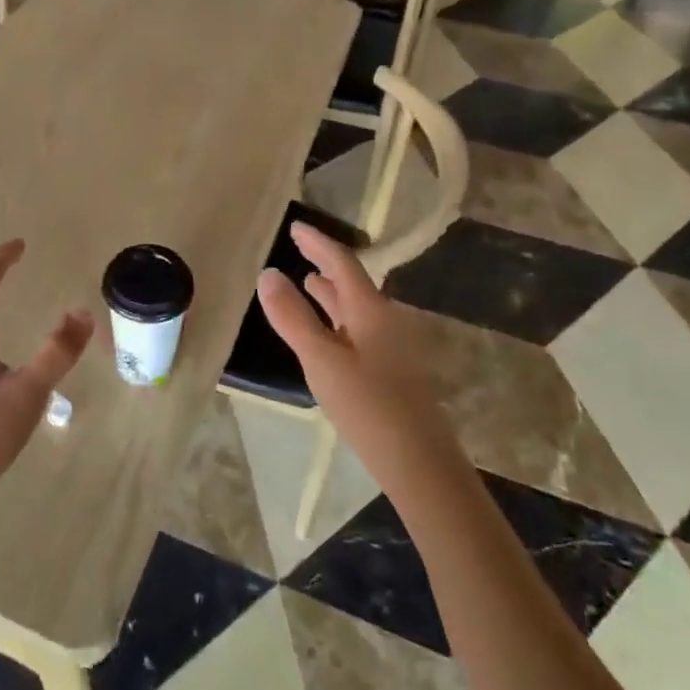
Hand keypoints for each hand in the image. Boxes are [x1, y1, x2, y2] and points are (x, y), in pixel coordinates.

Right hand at [256, 223, 459, 493]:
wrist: (420, 463)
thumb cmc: (368, 406)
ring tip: (308, 283)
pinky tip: (327, 333)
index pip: (341, 263)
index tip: (295, 226)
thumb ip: (293, 317)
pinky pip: (359, 328)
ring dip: (331, 293)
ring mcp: (392, 346)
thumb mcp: (321, 359)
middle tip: (298, 250)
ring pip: (357, 307)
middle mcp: (386, 319)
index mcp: (371, 310)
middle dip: (324, 264)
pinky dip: (338, 318)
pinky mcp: (392, 370)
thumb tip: (268, 274)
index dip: (317, 243)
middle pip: (352, 282)